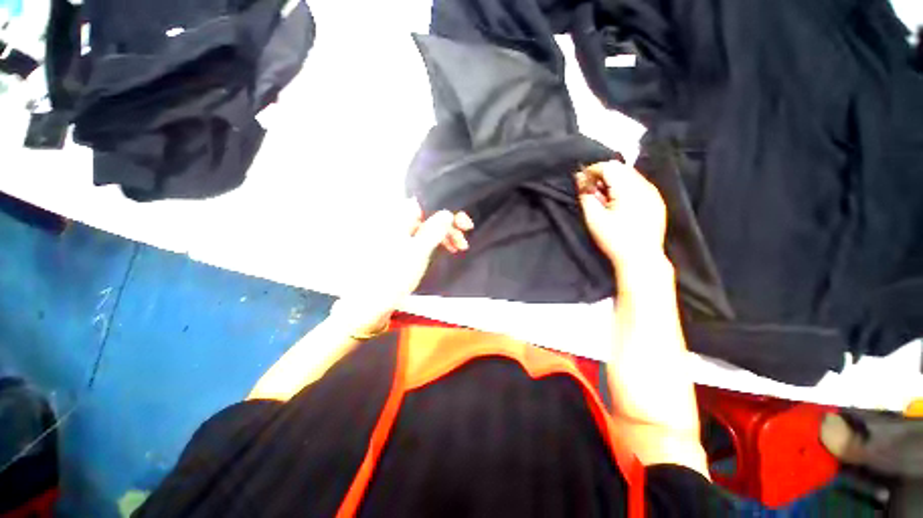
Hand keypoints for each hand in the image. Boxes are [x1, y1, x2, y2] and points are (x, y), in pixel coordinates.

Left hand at [334, 199, 472, 334]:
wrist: (374, 300)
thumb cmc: (395, 275)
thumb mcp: (418, 252)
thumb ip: (433, 231)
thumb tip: (448, 213)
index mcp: (400, 219)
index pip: (429, 205)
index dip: (448, 211)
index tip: (464, 224)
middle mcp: (401, 223)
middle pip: (431, 216)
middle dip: (450, 225)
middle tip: (465, 237)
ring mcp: (403, 236)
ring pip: (430, 228)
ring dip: (447, 234)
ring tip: (460, 247)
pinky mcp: (406, 248)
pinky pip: (426, 238)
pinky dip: (438, 241)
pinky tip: (448, 248)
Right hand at [578, 161, 667, 266]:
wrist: (641, 258)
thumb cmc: (614, 239)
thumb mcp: (594, 218)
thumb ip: (586, 195)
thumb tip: (580, 179)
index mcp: (629, 189)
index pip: (609, 167)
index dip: (593, 170)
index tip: (581, 180)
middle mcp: (644, 186)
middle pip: (621, 169)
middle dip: (603, 175)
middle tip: (591, 190)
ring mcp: (653, 193)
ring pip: (631, 176)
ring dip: (614, 181)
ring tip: (603, 198)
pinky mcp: (656, 201)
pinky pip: (639, 185)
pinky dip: (625, 188)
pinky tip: (617, 203)